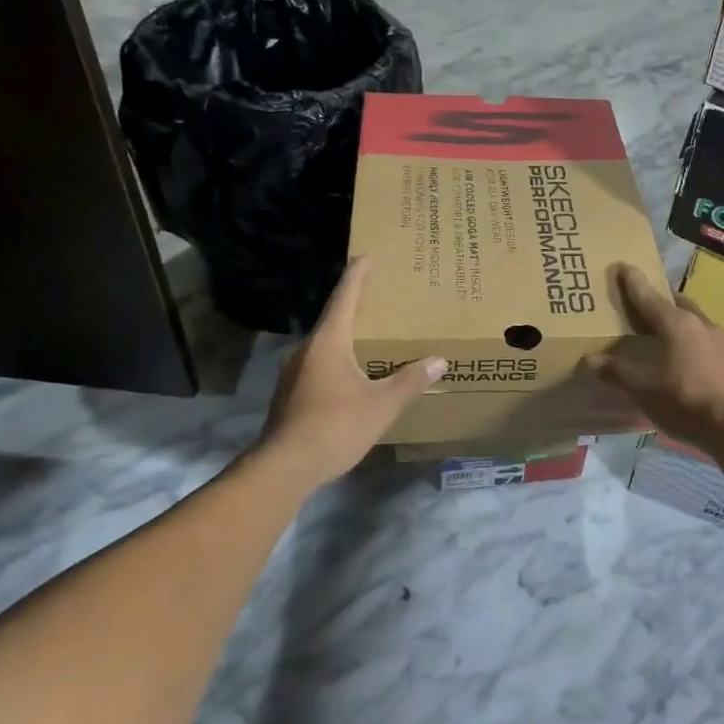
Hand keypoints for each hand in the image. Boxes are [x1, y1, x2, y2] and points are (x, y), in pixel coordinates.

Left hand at [257, 257, 444, 485]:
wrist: (284, 468)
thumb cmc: (335, 427)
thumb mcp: (381, 404)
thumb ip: (410, 381)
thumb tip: (439, 360)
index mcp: (328, 342)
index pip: (345, 298)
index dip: (358, 275)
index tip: (367, 255)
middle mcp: (307, 350)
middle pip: (334, 318)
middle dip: (355, 305)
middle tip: (378, 295)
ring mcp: (294, 373)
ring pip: (325, 345)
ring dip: (346, 335)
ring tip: (369, 336)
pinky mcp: (291, 395)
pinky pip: (319, 365)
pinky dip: (338, 359)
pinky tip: (353, 374)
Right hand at [584, 263, 723, 453]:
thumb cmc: (685, 398)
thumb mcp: (643, 387)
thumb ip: (616, 371)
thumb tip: (590, 359)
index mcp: (676, 322)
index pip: (648, 296)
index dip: (632, 282)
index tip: (623, 266)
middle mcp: (700, 323)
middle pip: (675, 303)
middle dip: (659, 300)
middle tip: (642, 304)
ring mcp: (720, 341)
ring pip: (693, 321)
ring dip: (676, 322)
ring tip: (661, 333)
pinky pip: (703, 341)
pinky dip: (689, 342)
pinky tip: (683, 359)